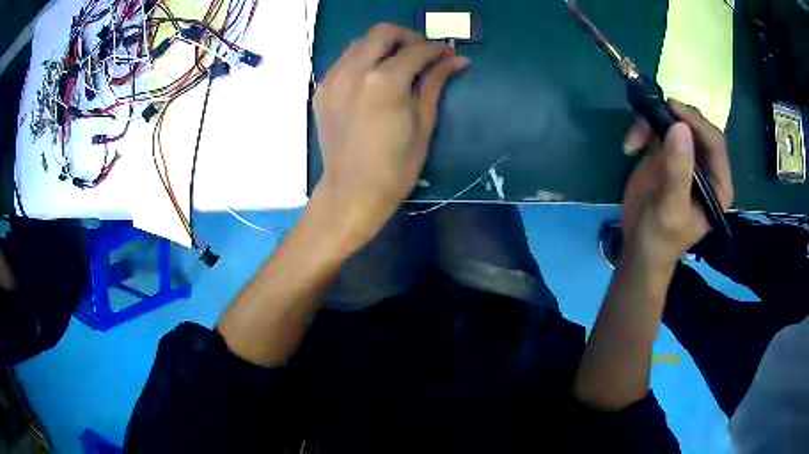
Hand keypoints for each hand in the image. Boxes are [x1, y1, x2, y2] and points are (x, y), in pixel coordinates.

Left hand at [312, 23, 468, 246]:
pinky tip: (374, 78)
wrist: (351, 192)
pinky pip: (344, 61)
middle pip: (382, 32)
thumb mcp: (423, 124)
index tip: (449, 54)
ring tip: (398, 64)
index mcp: (384, 82)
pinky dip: (363, 60)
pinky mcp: (322, 90)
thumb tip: (457, 60)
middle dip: (408, 37)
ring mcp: (333, 79)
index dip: (437, 49)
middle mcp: (354, 71)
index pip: (416, 50)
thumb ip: (435, 84)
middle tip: (422, 53)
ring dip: (383, 46)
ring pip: (360, 43)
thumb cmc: (396, 167)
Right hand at [620, 100, 733, 270]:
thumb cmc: (660, 236)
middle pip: (695, 127)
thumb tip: (679, 127)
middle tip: (651, 114)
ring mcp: (685, 158)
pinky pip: (658, 129)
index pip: (715, 143)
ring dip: (652, 124)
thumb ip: (678, 171)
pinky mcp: (667, 154)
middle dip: (673, 119)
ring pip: (674, 123)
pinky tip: (630, 148)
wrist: (638, 247)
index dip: (696, 123)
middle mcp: (706, 167)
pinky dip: (642, 130)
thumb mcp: (670, 208)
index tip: (672, 109)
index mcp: (717, 184)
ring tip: (635, 140)